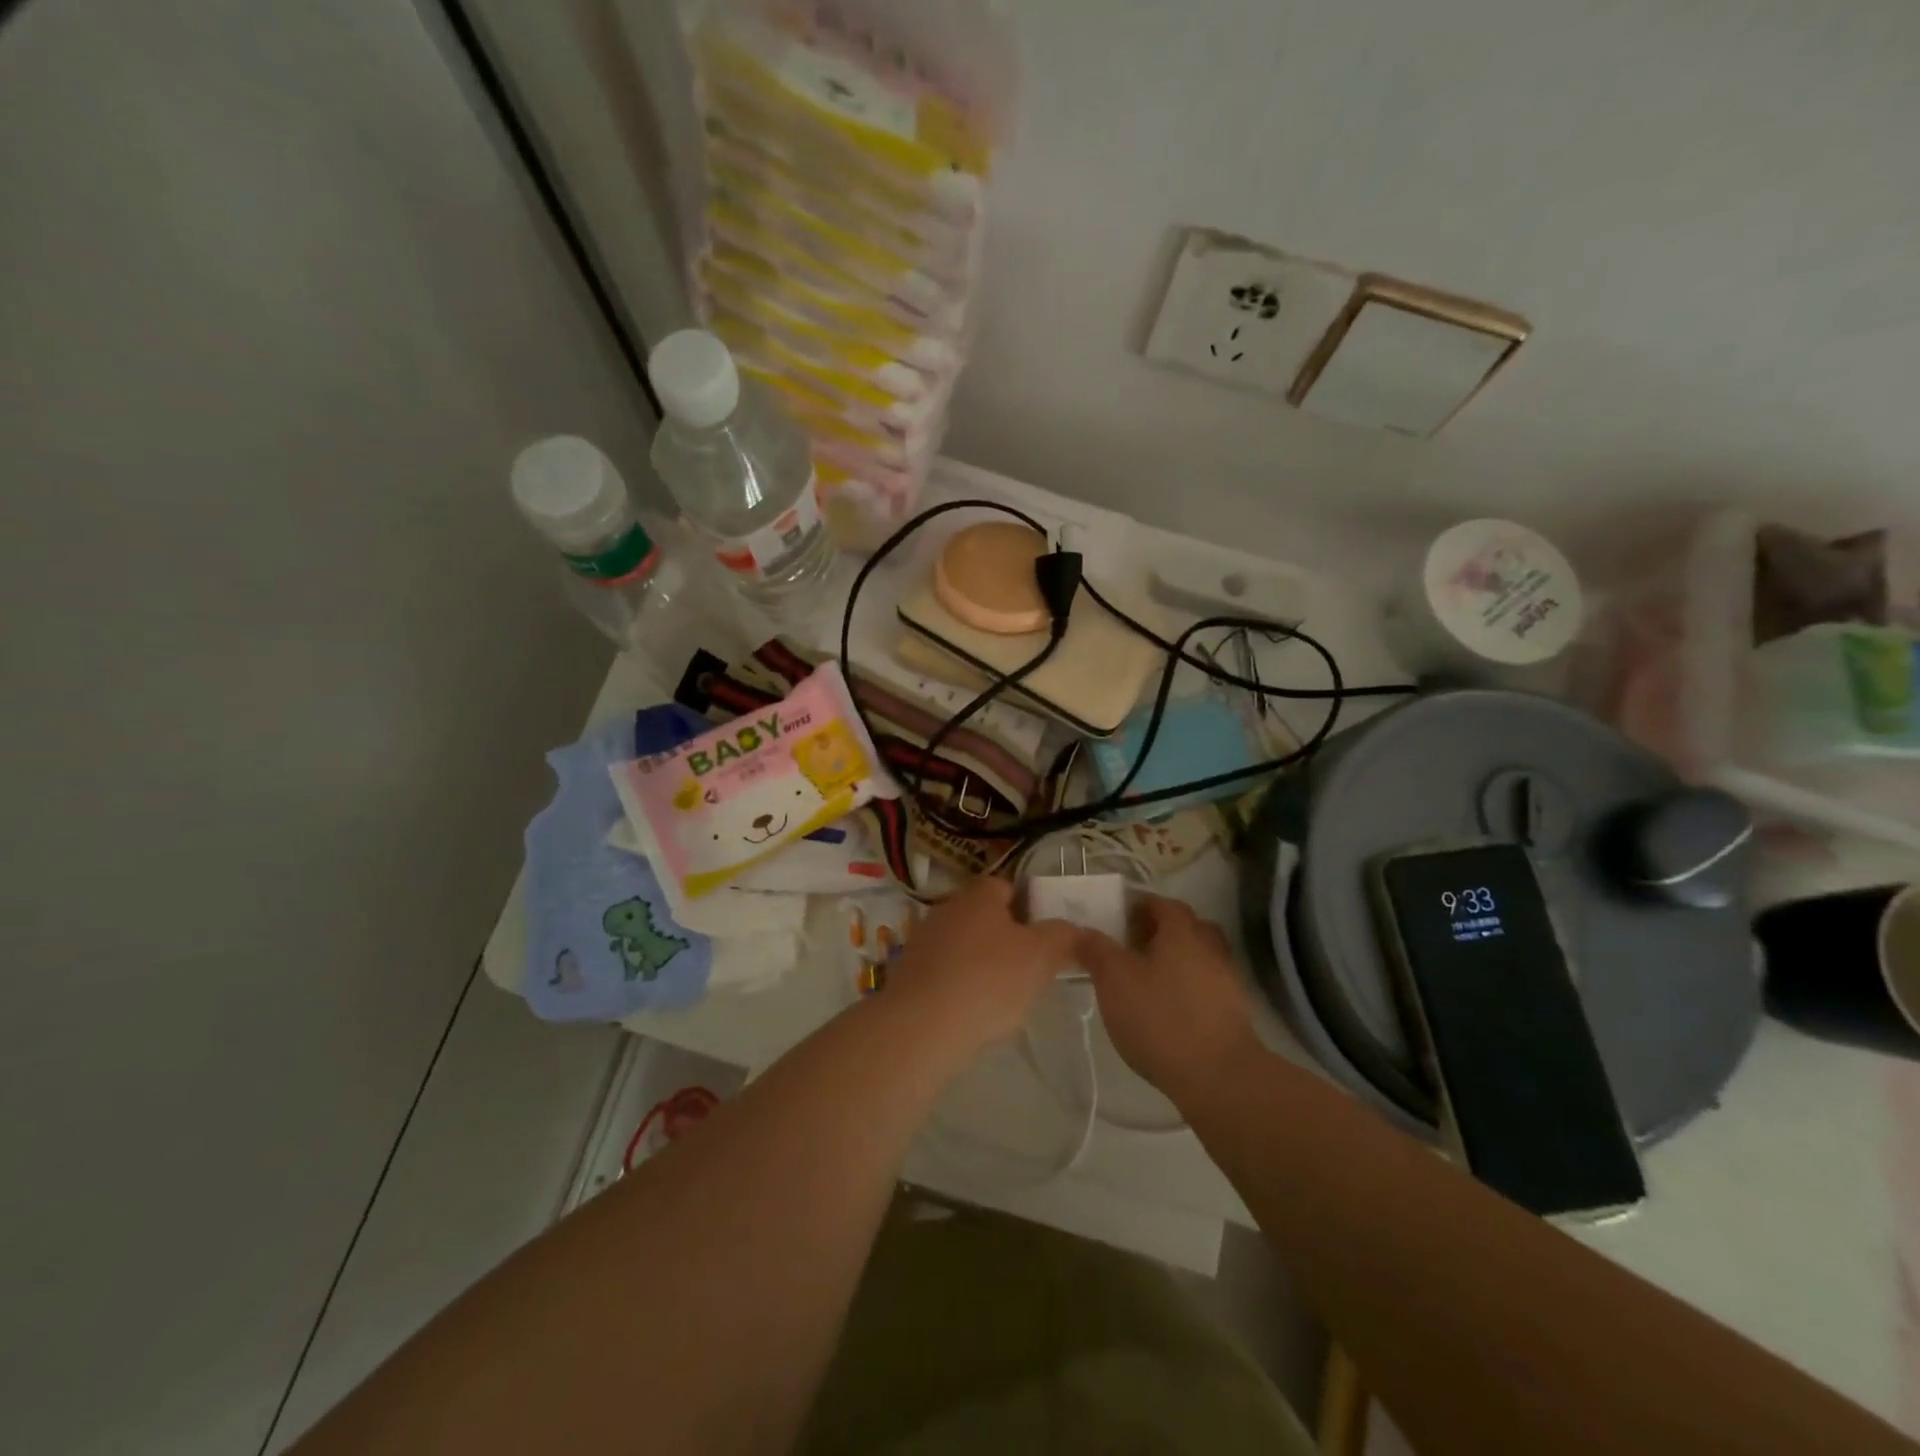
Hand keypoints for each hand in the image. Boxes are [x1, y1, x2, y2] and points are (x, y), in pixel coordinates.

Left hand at [886, 878, 1076, 1061]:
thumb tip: (1070, 928)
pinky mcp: (908, 973)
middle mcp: (947, 908)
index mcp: (979, 895)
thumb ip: (1061, 936)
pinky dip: (959, 986)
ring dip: (981, 964)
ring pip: (964, 945)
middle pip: (985, 917)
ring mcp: (923, 940)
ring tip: (1002, 998)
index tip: (1044, 938)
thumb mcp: (1041, 956)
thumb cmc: (988, 981)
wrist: (921, 1026)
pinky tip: (971, 1012)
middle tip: (1029, 970)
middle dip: (1006, 939)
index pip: (1008, 887)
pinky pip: (944, 972)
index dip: (1029, 908)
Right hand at [1073, 894, 1262, 1104]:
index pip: (1162, 904)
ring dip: (1174, 961)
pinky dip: (1186, 989)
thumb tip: (1080, 931)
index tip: (1116, 920)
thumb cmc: (1161, 1018)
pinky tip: (1166, 1010)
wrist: (1219, 1077)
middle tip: (1130, 948)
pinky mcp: (1233, 1014)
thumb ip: (1096, 950)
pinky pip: (1205, 986)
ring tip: (1145, 981)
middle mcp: (1209, 948)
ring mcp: (1226, 981)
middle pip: (1185, 927)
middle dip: (1158, 932)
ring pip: (1197, 957)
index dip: (1138, 907)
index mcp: (1182, 931)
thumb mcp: (1114, 980)